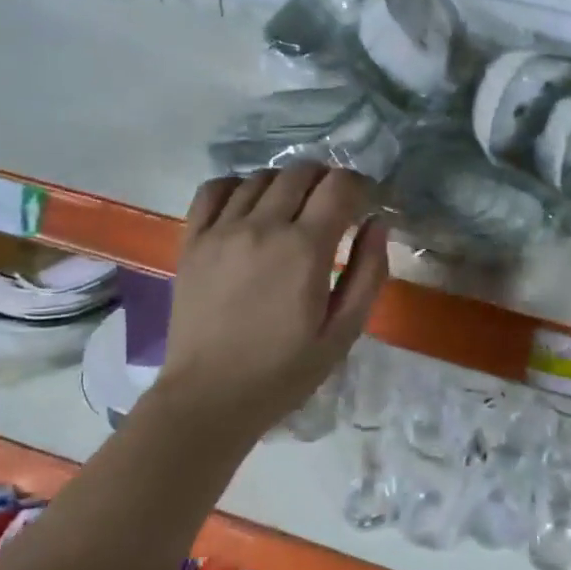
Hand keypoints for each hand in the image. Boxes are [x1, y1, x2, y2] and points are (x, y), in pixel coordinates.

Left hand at [151, 166, 388, 439]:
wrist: (210, 397)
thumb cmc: (284, 371)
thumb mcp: (344, 332)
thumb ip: (369, 273)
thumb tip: (377, 223)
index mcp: (306, 248)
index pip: (340, 185)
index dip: (360, 186)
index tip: (365, 205)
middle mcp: (263, 226)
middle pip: (302, 172)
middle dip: (326, 181)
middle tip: (333, 209)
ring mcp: (222, 230)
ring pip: (262, 177)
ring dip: (287, 185)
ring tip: (292, 211)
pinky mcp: (193, 240)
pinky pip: (215, 189)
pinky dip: (238, 186)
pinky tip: (248, 206)